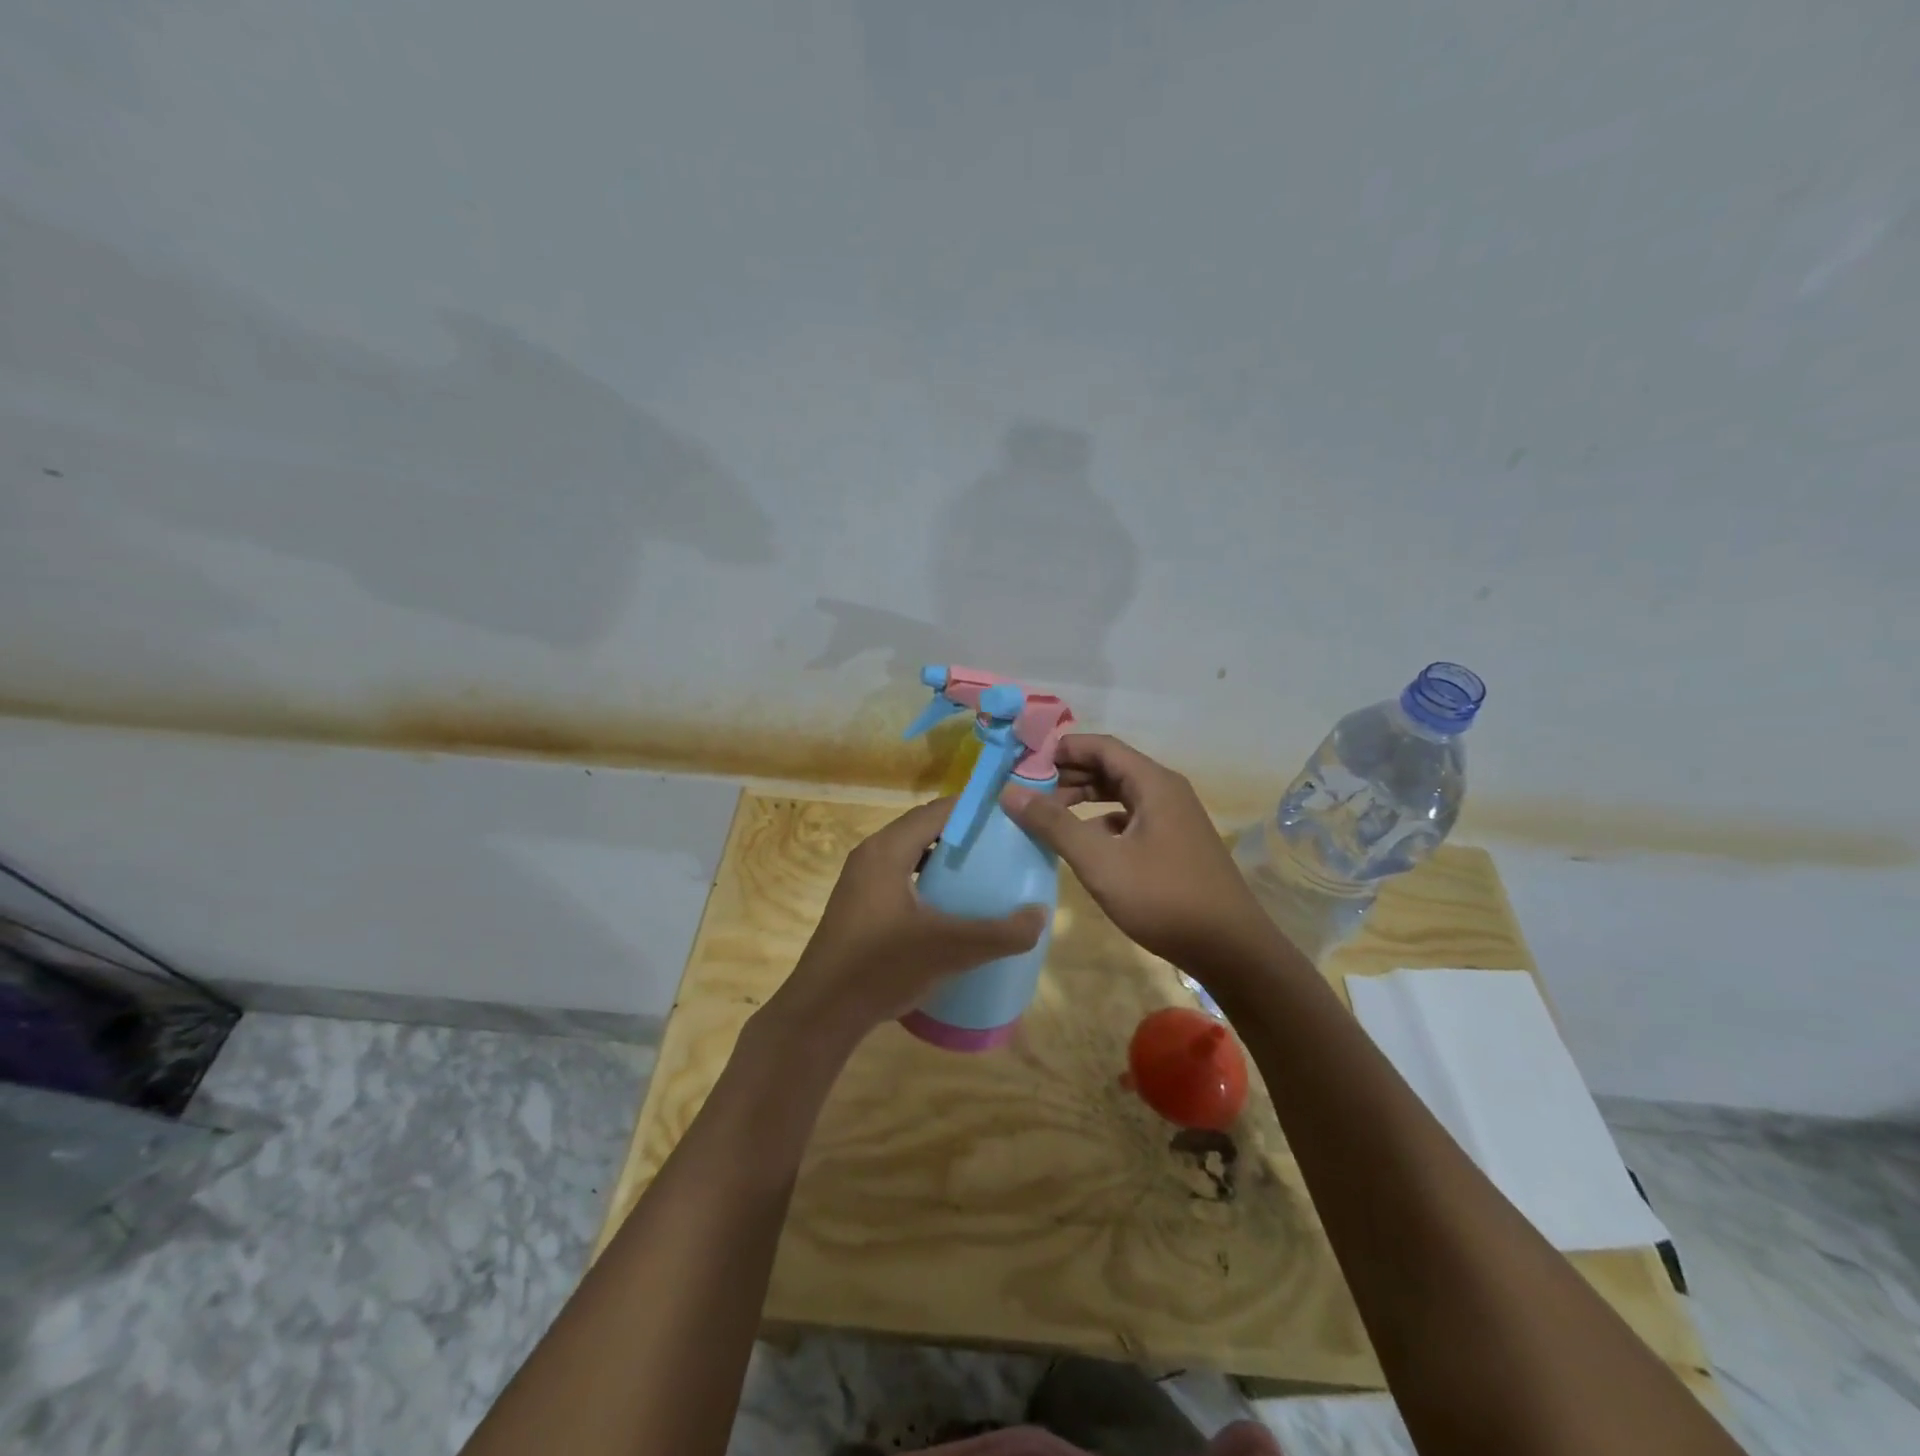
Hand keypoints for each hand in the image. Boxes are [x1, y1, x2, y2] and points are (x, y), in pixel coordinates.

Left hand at [764, 797, 1047, 1049]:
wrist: (822, 1013)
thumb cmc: (881, 967)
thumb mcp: (949, 949)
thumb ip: (999, 933)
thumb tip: (1041, 915)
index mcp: (887, 850)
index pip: (937, 811)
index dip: (974, 809)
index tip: (1010, 817)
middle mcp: (871, 855)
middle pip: (924, 829)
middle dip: (963, 833)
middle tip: (1003, 846)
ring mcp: (860, 881)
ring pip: (911, 854)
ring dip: (944, 858)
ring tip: (982, 873)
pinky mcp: (859, 905)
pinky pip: (900, 876)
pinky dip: (927, 880)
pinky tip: (949, 907)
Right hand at [1001, 734, 1278, 977]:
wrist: (1230, 949)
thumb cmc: (1163, 898)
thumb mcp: (1100, 861)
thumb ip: (1054, 824)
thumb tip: (1010, 791)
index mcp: (1153, 783)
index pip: (1101, 746)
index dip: (1061, 748)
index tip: (1023, 762)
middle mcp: (1165, 791)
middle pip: (1110, 766)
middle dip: (1068, 773)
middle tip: (1027, 788)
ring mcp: (1173, 818)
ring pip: (1120, 794)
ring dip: (1084, 798)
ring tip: (1047, 813)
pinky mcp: (1174, 843)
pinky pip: (1130, 818)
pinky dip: (1102, 821)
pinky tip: (1083, 842)